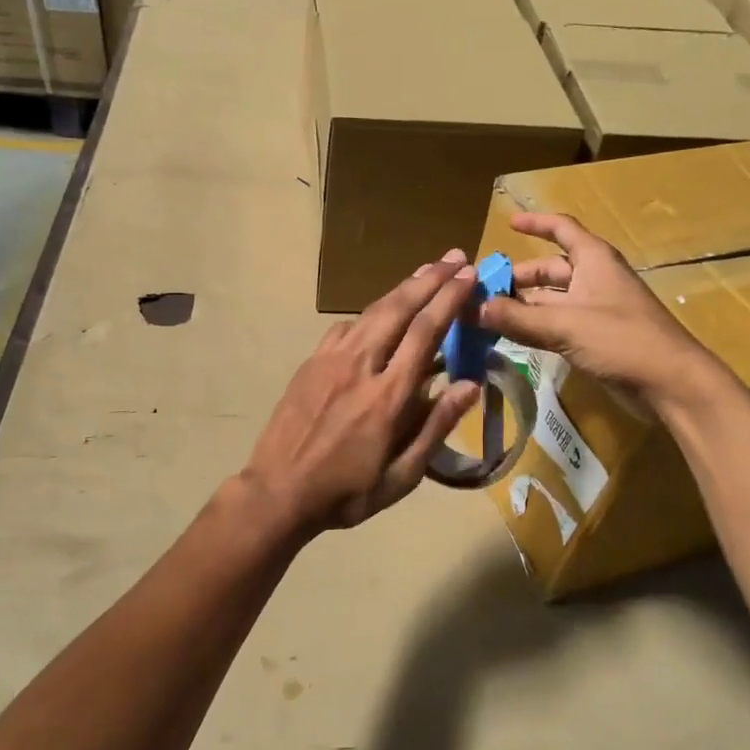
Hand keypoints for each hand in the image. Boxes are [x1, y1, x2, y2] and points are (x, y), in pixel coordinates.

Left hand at [244, 251, 482, 532]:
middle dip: (430, 279)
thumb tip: (470, 384)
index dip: (449, 299)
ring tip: (426, 271)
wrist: (278, 491)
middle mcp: (360, 366)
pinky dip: (370, 313)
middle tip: (455, 257)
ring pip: (371, 311)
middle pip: (399, 309)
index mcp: (388, 396)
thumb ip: (436, 427)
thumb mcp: (402, 476)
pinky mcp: (311, 363)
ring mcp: (330, 360)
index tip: (469, 276)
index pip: (425, 333)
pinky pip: (345, 328)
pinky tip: (380, 314)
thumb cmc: (347, 492)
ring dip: (402, 288)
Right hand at [478, 212, 717, 402]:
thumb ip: (517, 318)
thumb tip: (472, 308)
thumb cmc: (622, 339)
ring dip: (523, 305)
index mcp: (594, 260)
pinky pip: (558, 324)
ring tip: (488, 316)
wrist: (670, 383)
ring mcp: (596, 310)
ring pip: (551, 300)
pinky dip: (535, 327)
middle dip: (519, 277)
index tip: (508, 224)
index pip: (562, 229)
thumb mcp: (565, 325)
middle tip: (483, 291)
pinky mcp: (596, 338)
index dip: (536, 224)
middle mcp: (594, 279)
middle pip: (550, 269)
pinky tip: (511, 337)